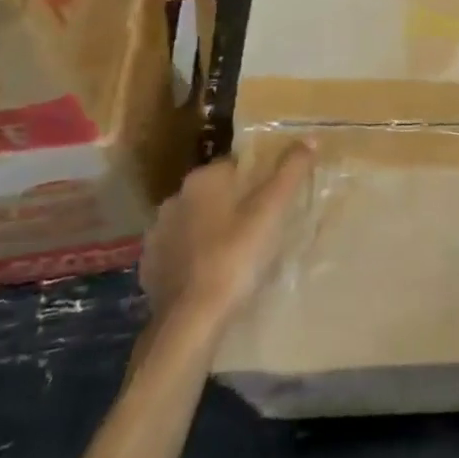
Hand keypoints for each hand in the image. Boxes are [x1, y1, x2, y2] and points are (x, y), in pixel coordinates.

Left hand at [139, 142, 314, 328]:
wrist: (191, 320)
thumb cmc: (236, 256)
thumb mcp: (272, 211)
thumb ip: (291, 171)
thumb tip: (310, 137)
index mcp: (203, 179)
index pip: (235, 165)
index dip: (257, 180)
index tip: (273, 200)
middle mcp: (175, 199)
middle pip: (214, 193)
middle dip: (233, 204)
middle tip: (260, 227)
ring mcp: (157, 235)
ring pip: (194, 222)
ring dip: (211, 230)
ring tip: (237, 253)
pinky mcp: (149, 267)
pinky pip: (178, 252)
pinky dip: (194, 257)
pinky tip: (212, 274)